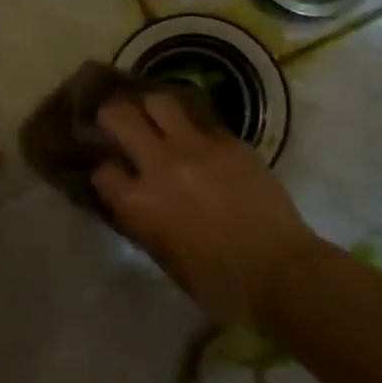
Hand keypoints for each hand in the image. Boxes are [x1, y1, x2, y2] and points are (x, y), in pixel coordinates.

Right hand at [92, 92, 318, 325]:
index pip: (102, 170)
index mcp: (139, 203)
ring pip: (159, 101)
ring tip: (154, 116)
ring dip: (150, 107)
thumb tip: (128, 198)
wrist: (279, 271)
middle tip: (117, 123)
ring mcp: (197, 146)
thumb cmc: (217, 281)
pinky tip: (193, 133)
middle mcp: (160, 165)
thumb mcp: (162, 256)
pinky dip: (189, 121)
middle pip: (119, 116)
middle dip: (111, 116)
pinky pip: (200, 117)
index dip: (103, 170)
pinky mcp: (229, 140)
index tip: (112, 173)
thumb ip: (139, 220)